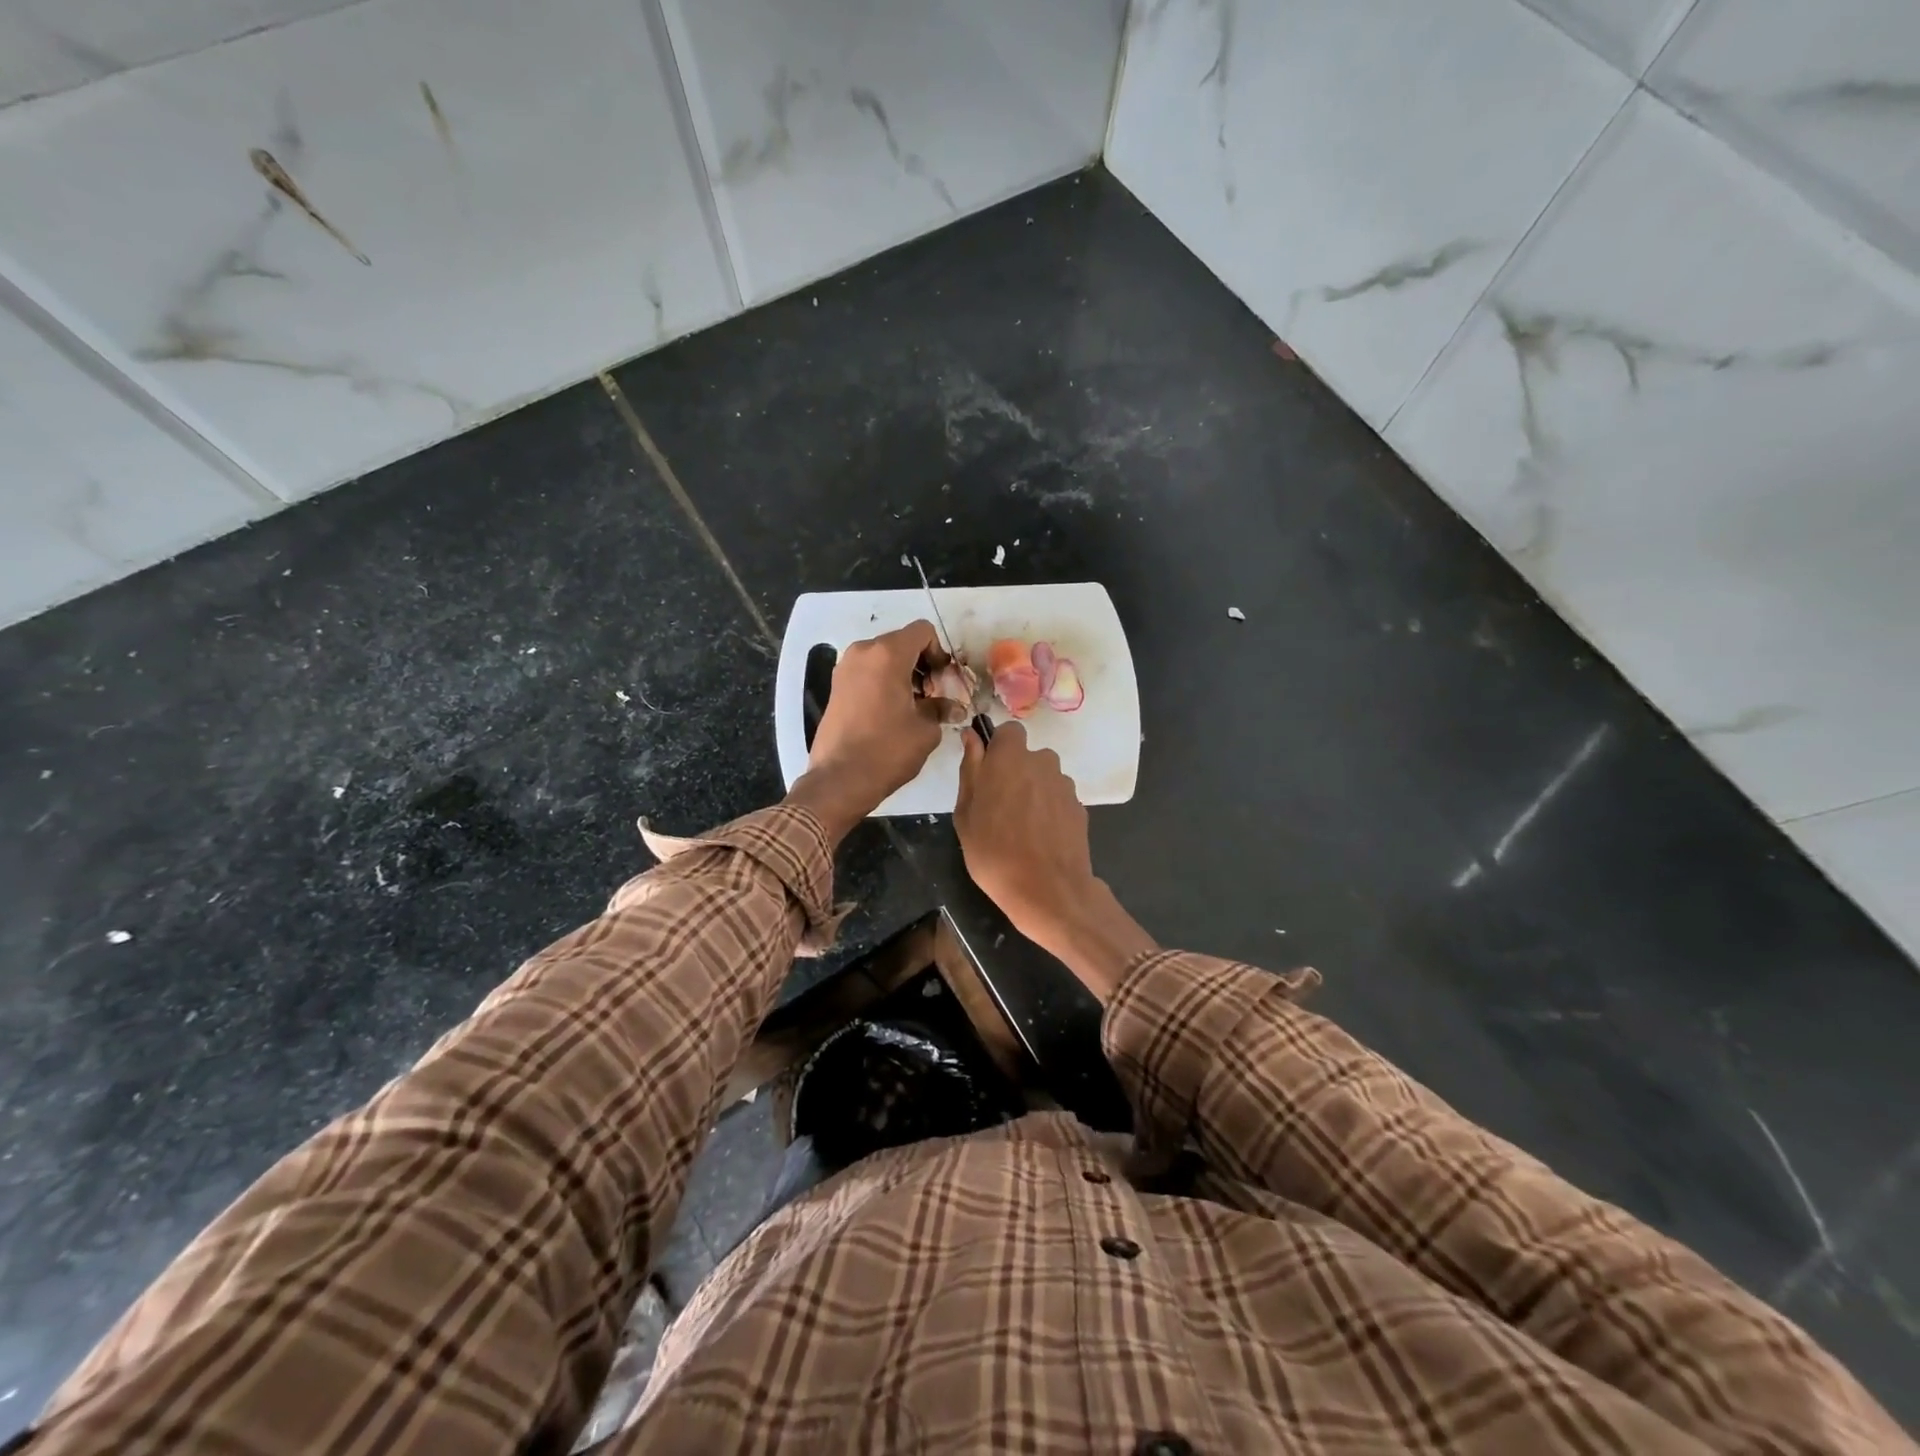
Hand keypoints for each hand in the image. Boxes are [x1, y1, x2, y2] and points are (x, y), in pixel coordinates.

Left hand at [787, 620, 945, 841]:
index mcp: (888, 654)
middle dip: (922, 664)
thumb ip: (940, 709)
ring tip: (914, 706)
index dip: (939, 652)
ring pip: (883, 657)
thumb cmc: (888, 750)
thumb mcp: (925, 730)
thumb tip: (953, 708)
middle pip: (902, 642)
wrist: (840, 779)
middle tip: (933, 695)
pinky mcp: (836, 686)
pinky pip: (868, 672)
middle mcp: (863, 652)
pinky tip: (893, 711)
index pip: (922, 631)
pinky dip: (884, 682)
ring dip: (903, 673)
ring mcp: (845, 668)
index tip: (943, 681)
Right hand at [955, 723, 1155, 999]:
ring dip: (1034, 791)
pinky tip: (1041, 838)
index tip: (988, 771)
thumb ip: (970, 770)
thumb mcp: (966, 814)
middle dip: (1016, 772)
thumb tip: (972, 737)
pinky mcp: (1080, 807)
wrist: (1048, 890)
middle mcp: (1041, 762)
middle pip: (1029, 756)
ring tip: (1022, 827)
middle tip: (1000, 806)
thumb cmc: (994, 853)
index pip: (1008, 731)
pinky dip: (1050, 811)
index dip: (998, 748)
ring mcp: (1064, 785)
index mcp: (1009, 758)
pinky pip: (1058, 799)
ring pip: (1045, 778)